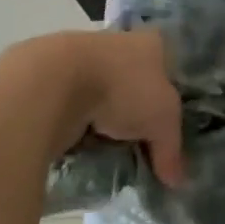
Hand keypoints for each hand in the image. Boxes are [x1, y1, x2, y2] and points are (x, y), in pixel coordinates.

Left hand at [0, 30, 185, 186]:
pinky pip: (69, 103)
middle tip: (137, 142)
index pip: (168, 68)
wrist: (53, 83)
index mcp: (150, 43)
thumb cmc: (123, 88)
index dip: (170, 95)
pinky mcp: (47, 77)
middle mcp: (117, 42)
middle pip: (133, 80)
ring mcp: (80, 57)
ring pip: (99, 92)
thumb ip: (171, 149)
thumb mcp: (162, 122)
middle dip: (134, 110)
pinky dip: (74, 122)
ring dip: (101, 116)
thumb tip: (176, 181)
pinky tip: (77, 143)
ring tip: (105, 147)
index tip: (165, 125)